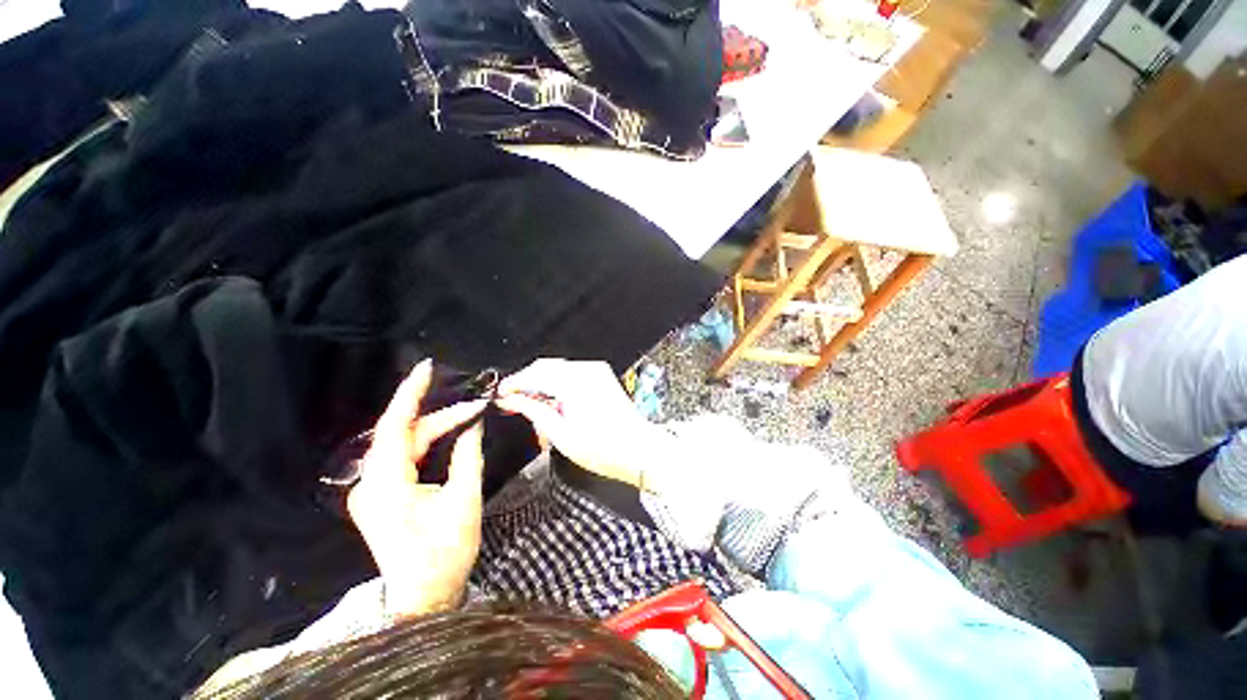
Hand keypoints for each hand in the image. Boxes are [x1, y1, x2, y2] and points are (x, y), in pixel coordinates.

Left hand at [347, 359, 486, 617]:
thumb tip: (473, 425)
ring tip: (467, 418)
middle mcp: (370, 484)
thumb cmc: (445, 552)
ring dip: (436, 430)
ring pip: (404, 445)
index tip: (427, 368)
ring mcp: (372, 491)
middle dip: (440, 417)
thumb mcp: (464, 501)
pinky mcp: (380, 496)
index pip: (394, 426)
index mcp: (386, 485)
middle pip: (403, 434)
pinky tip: (445, 436)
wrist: (423, 597)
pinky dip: (426, 443)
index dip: (410, 394)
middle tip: (475, 408)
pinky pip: (402, 458)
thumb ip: (467, 456)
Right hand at [495, 358, 675, 488]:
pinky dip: (558, 386)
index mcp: (575, 381)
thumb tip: (512, 400)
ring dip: (542, 386)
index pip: (535, 373)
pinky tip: (554, 405)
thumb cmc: (605, 447)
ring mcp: (597, 372)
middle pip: (546, 367)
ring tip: (533, 409)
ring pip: (558, 371)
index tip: (500, 395)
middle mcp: (588, 370)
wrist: (639, 450)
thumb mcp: (561, 434)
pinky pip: (572, 375)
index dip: (514, 383)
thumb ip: (534, 411)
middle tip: (512, 403)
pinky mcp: (602, 378)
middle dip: (527, 383)